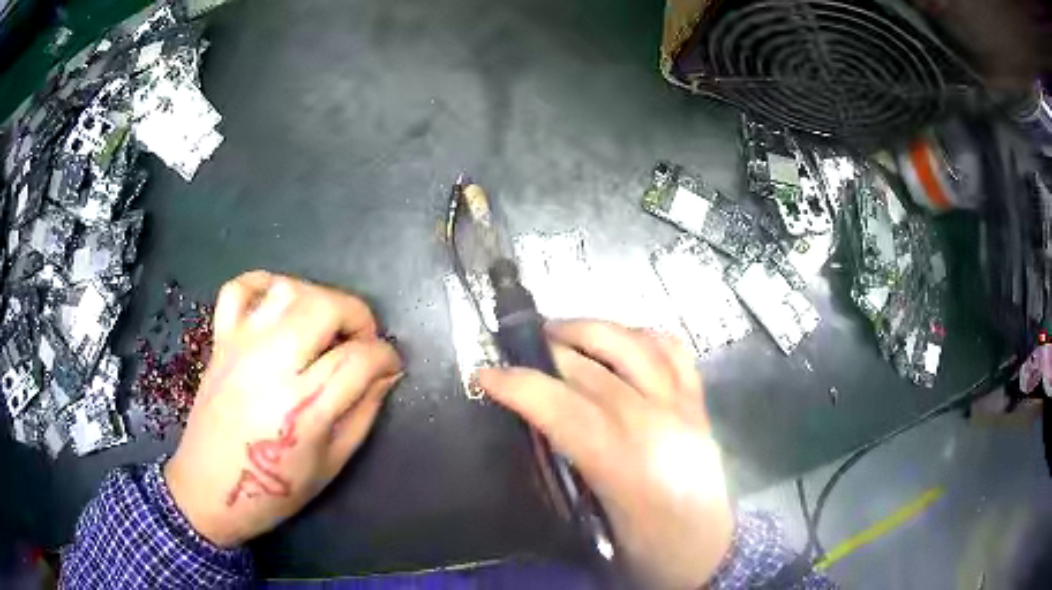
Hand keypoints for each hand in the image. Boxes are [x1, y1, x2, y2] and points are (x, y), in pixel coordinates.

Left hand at [164, 271, 401, 546]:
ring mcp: (241, 345)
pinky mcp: (220, 339)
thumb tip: (386, 374)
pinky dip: (264, 284)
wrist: (209, 489)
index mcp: (304, 407)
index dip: (387, 357)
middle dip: (358, 317)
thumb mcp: (332, 463)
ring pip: (288, 290)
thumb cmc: (275, 490)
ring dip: (318, 298)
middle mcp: (272, 364)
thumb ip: (363, 413)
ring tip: (324, 326)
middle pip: (326, 307)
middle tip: (362, 342)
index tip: (391, 365)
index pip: (360, 358)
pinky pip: (239, 288)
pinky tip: (279, 305)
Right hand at [478, 320, 732, 589]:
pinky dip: (642, 336)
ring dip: (590, 329)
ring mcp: (681, 405)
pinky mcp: (698, 402)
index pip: (561, 406)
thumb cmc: (647, 548)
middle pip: (590, 369)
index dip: (518, 384)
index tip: (486, 375)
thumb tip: (536, 425)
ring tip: (560, 332)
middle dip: (545, 352)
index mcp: (623, 461)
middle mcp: (655, 421)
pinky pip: (673, 350)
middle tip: (515, 351)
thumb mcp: (592, 519)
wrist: (708, 553)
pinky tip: (621, 339)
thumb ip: (565, 467)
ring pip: (632, 344)